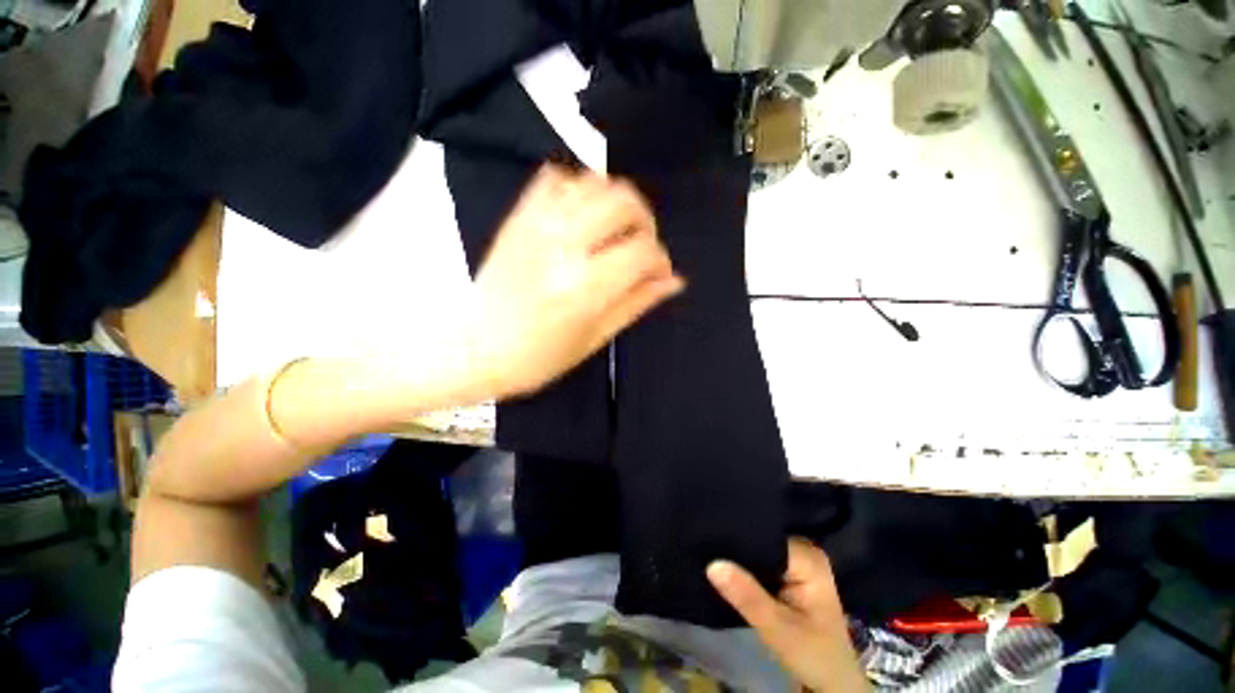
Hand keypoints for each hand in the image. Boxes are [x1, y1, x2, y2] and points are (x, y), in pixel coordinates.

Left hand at [468, 165, 682, 398]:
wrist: (472, 348)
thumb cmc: (537, 357)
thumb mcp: (594, 339)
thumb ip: (636, 303)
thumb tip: (673, 280)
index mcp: (586, 287)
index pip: (644, 249)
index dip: (660, 259)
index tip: (657, 274)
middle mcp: (565, 246)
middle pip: (625, 202)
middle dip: (645, 222)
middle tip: (639, 246)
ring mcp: (537, 225)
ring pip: (595, 182)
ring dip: (616, 202)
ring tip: (614, 230)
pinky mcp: (518, 217)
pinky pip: (554, 178)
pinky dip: (578, 188)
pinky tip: (581, 214)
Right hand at [708, 540, 869, 692]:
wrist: (832, 682)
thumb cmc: (812, 655)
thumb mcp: (778, 629)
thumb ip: (747, 595)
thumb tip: (712, 564)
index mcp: (808, 557)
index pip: (765, 536)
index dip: (739, 539)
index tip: (712, 540)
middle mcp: (804, 552)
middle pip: (762, 541)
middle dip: (738, 549)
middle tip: (709, 552)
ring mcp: (799, 562)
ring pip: (760, 551)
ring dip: (741, 559)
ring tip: (714, 557)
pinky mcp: (792, 574)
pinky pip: (763, 562)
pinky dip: (748, 569)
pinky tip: (730, 570)